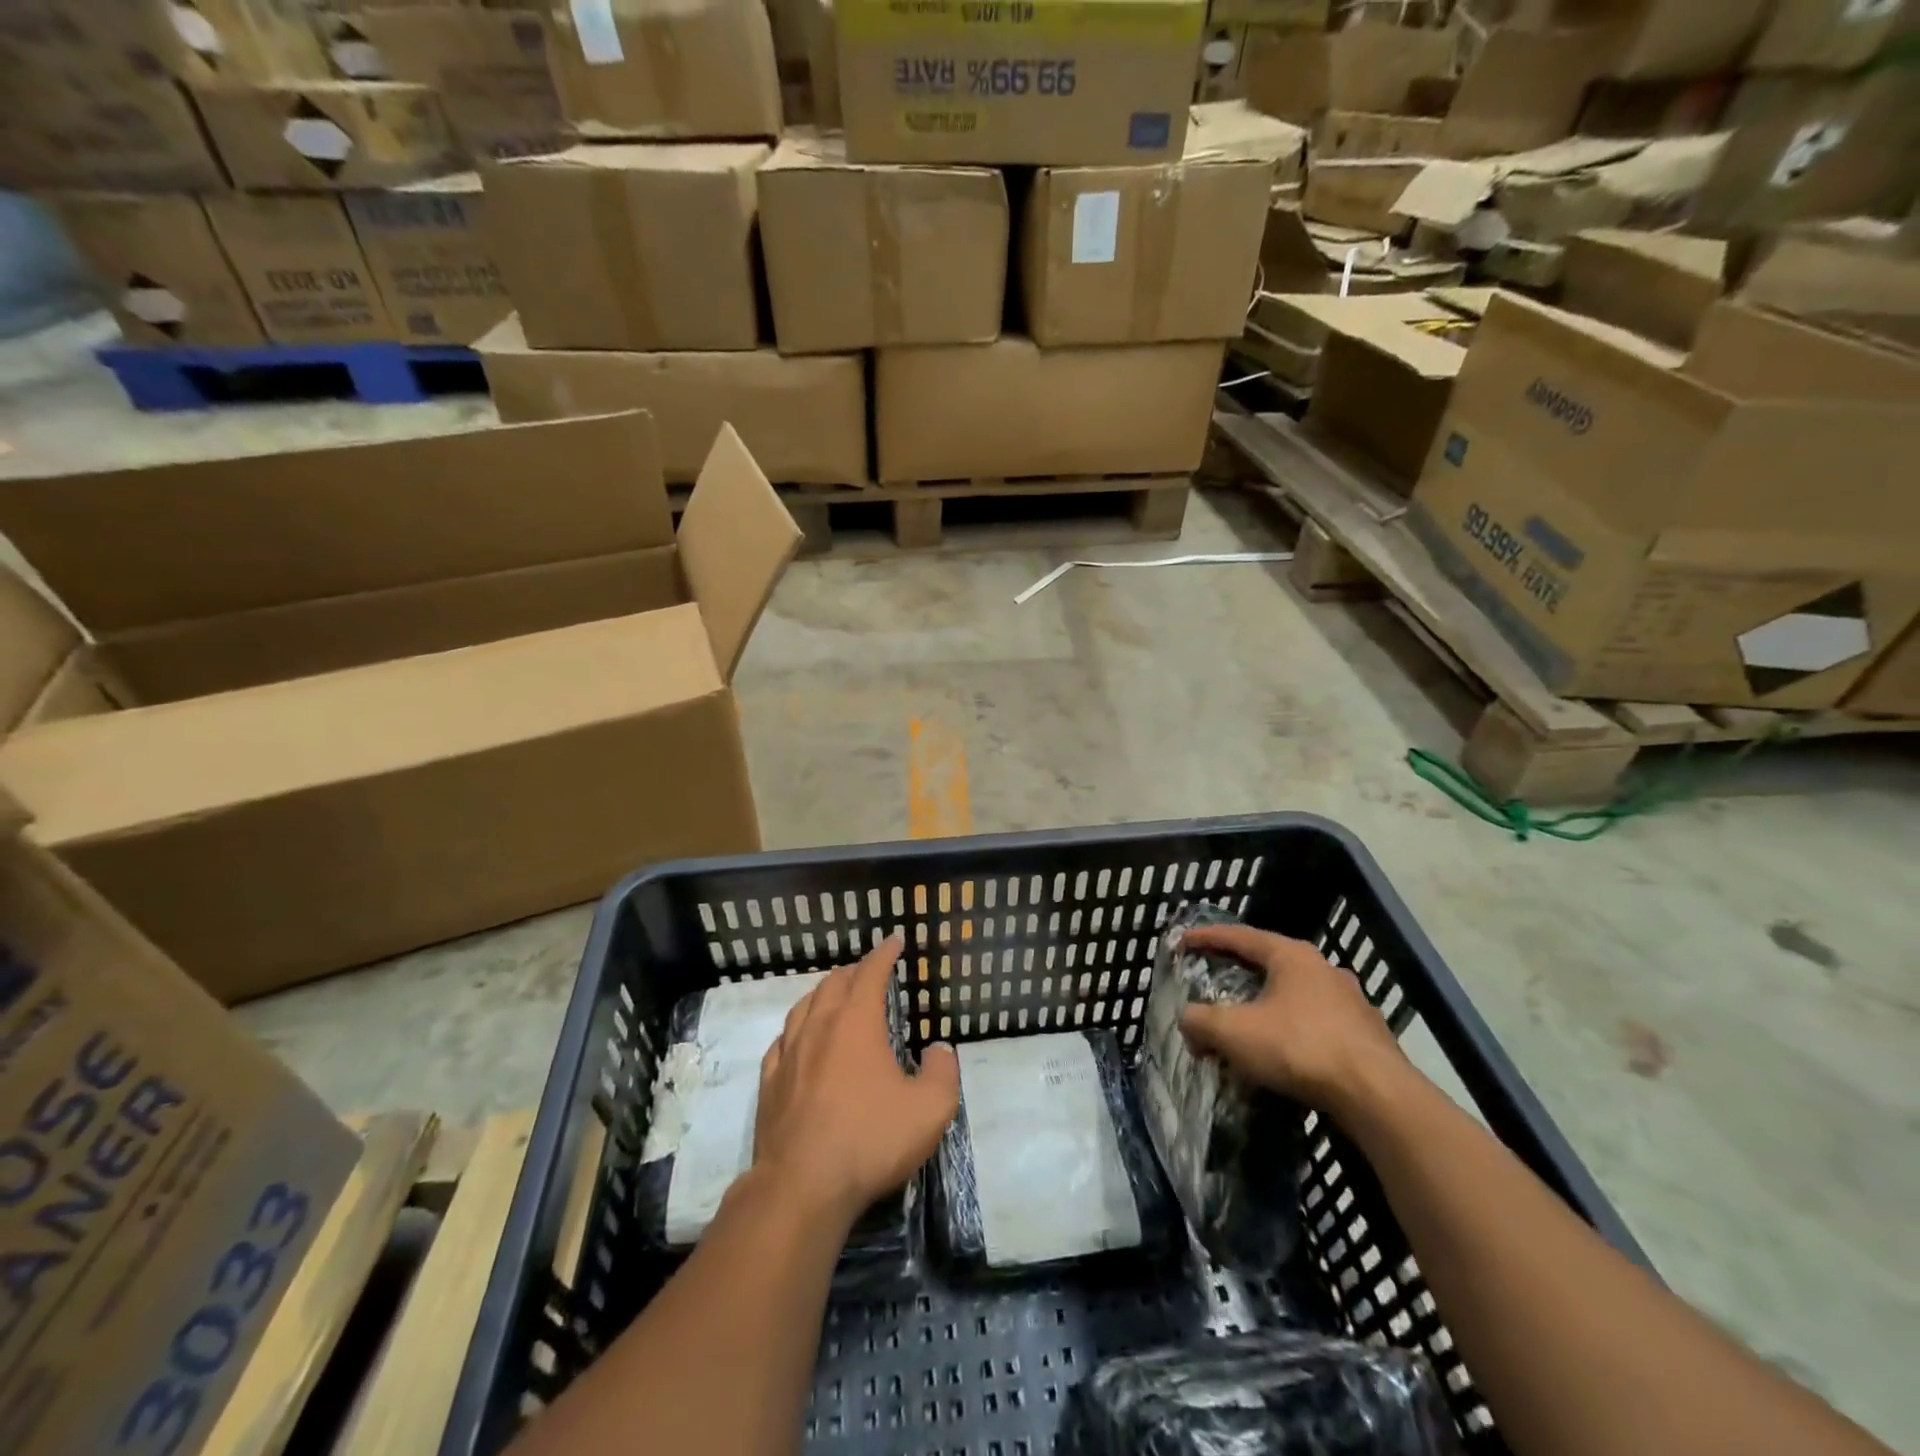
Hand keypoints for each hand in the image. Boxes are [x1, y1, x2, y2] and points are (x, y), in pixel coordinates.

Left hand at [754, 934, 959, 1227]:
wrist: (802, 1187)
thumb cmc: (870, 1140)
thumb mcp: (930, 1109)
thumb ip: (942, 1072)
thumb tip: (939, 1050)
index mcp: (856, 1023)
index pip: (870, 974)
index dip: (883, 954)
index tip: (894, 942)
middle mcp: (819, 1028)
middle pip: (833, 984)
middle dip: (853, 971)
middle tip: (868, 971)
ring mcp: (788, 1055)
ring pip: (803, 1007)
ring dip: (823, 994)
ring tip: (834, 996)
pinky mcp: (769, 1085)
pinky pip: (781, 1042)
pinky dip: (796, 1029)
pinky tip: (798, 1040)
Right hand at [1177, 923, 1405, 1112]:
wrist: (1378, 1096)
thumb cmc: (1299, 1048)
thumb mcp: (1234, 1032)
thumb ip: (1200, 1021)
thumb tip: (1188, 1022)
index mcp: (1291, 956)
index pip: (1239, 936)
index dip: (1207, 937)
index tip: (1182, 941)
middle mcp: (1323, 968)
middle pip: (1270, 962)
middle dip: (1239, 972)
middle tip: (1214, 981)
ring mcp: (1351, 1001)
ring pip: (1296, 995)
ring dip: (1268, 1006)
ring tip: (1249, 1025)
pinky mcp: (1368, 1035)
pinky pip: (1317, 1024)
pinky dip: (1293, 1031)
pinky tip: (1284, 1056)